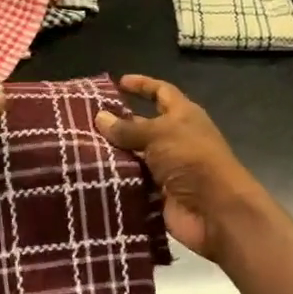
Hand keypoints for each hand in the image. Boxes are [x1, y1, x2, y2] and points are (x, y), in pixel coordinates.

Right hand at [95, 74, 263, 259]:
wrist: (214, 211)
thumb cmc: (191, 159)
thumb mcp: (159, 135)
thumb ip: (128, 128)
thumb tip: (100, 117)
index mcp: (183, 117)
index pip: (161, 92)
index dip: (142, 85)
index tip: (118, 82)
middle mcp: (175, 139)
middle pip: (143, 126)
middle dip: (117, 124)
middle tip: (83, 121)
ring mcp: (167, 168)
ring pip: (134, 156)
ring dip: (111, 154)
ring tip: (78, 148)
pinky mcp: (158, 193)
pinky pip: (132, 182)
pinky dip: (115, 179)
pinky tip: (89, 174)